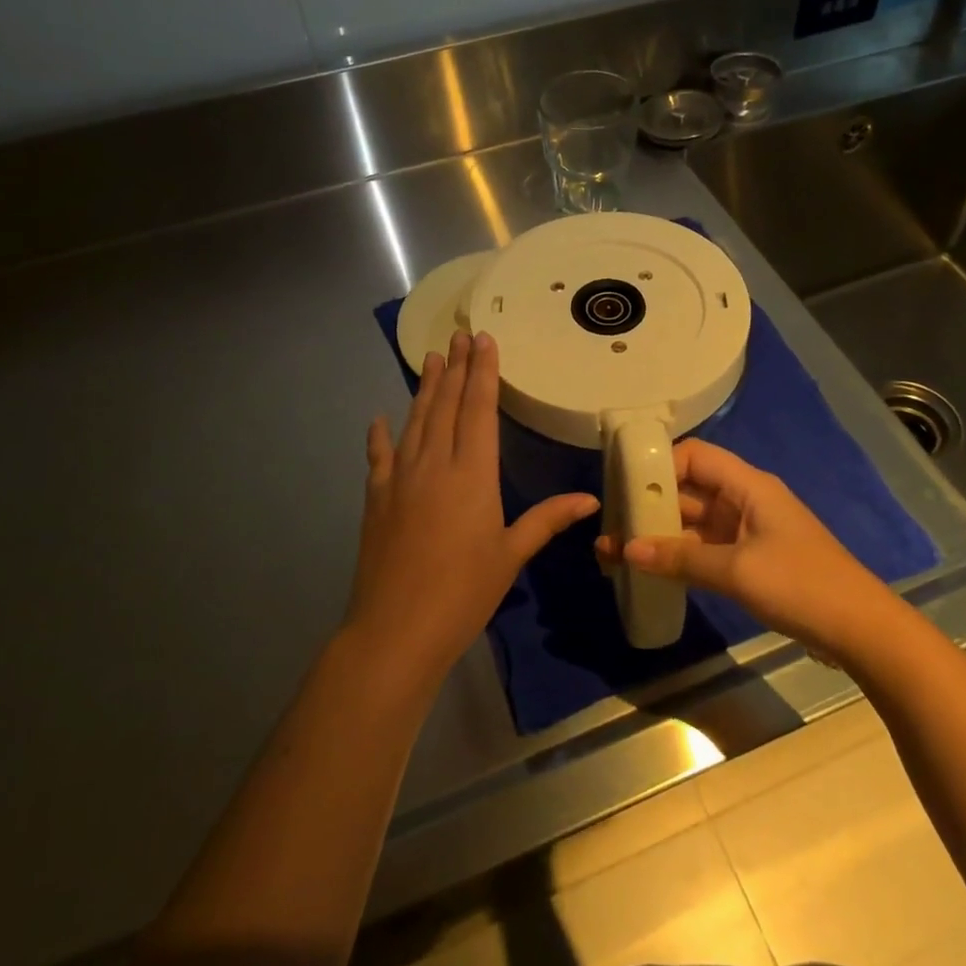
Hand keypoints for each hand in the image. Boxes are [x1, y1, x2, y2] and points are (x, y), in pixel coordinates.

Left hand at [345, 329, 597, 695]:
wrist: (396, 629)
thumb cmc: (464, 593)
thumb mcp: (511, 555)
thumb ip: (547, 520)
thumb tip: (590, 499)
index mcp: (472, 474)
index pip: (479, 410)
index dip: (483, 373)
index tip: (484, 341)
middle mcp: (434, 465)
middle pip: (445, 406)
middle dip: (455, 368)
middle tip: (457, 336)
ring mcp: (400, 479)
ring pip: (415, 422)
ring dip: (425, 389)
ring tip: (431, 359)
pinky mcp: (376, 499)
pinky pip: (379, 457)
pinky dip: (380, 435)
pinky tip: (380, 419)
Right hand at [595, 438, 885, 657]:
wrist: (860, 630)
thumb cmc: (800, 585)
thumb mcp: (736, 570)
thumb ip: (680, 558)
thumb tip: (626, 549)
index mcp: (748, 486)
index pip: (695, 456)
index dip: (659, 465)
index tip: (623, 486)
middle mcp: (744, 500)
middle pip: (689, 489)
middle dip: (650, 505)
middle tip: (609, 525)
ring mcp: (747, 531)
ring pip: (694, 522)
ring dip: (659, 534)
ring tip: (615, 551)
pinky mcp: (749, 560)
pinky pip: (705, 548)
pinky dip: (678, 555)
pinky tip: (648, 569)